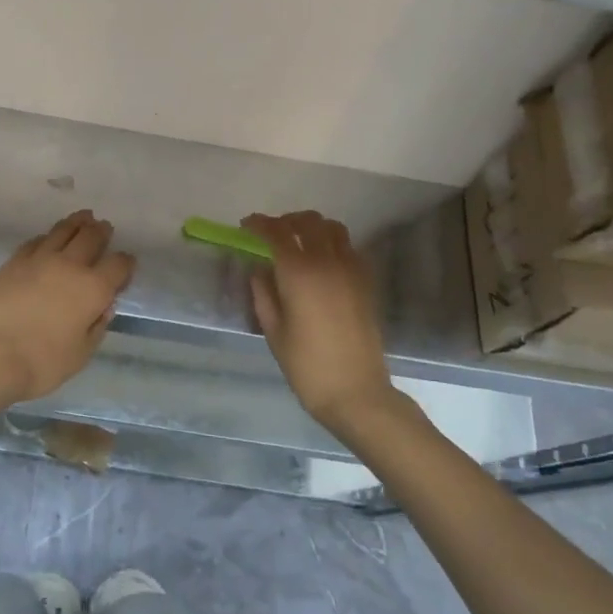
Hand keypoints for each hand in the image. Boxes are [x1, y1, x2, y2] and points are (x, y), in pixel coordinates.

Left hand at [0, 210, 135, 407]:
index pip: (118, 265)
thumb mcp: (82, 353)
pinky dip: (47, 237)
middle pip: (91, 238)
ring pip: (63, 231)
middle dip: (101, 231)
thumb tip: (104, 307)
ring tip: (83, 217)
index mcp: (94, 288)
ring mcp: (40, 259)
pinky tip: (47, 239)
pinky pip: (35, 241)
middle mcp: (70, 266)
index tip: (126, 265)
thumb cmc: (42, 361)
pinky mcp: (14, 261)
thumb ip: (97, 326)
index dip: (125, 263)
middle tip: (104, 227)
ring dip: (76, 223)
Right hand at [243, 211, 396, 426]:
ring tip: (298, 243)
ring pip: (333, 229)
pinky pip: (348, 248)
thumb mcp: (273, 330)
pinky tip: (321, 263)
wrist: (356, 392)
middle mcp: (327, 262)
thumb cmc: (306, 365)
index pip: (276, 232)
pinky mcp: (366, 282)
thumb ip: (263, 292)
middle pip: (307, 221)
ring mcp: (351, 270)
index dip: (258, 224)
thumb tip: (259, 269)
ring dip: (312, 228)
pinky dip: (332, 244)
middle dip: (286, 222)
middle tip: (271, 234)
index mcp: (299, 272)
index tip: (246, 226)